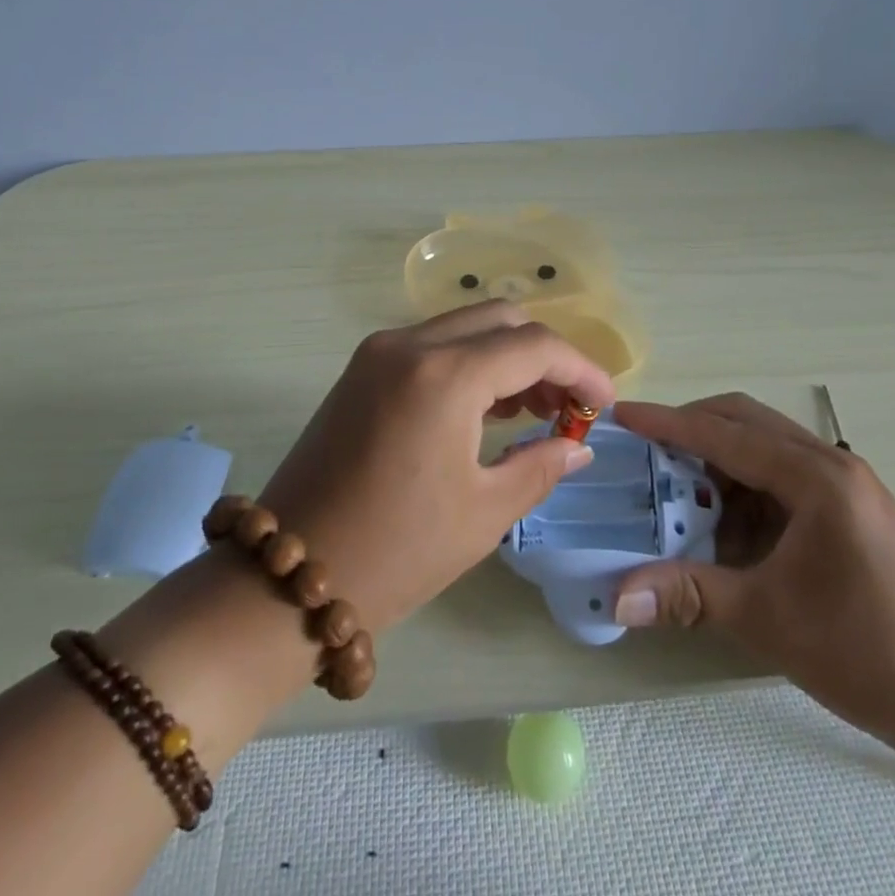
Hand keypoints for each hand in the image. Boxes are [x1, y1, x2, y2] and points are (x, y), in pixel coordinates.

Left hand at [259, 302, 614, 630]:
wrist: (288, 577)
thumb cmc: (396, 552)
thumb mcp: (483, 514)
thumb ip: (540, 466)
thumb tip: (577, 445)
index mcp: (444, 375)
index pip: (533, 345)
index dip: (581, 368)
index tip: (605, 403)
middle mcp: (409, 343)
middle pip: (500, 318)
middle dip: (545, 354)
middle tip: (568, 406)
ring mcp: (379, 351)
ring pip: (465, 326)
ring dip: (507, 355)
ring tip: (537, 410)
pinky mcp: (362, 368)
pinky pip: (433, 345)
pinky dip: (471, 362)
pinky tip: (489, 409)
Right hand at [611, 394, 894, 746]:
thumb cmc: (864, 651)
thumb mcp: (767, 619)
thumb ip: (689, 594)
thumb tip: (617, 598)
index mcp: (815, 477)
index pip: (725, 434)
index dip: (668, 423)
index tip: (623, 415)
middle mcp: (831, 463)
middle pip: (746, 421)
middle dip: (692, 429)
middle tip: (647, 450)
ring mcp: (847, 483)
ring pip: (765, 444)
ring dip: (720, 459)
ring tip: (682, 493)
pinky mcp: (851, 506)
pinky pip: (784, 473)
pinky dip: (746, 485)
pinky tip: (729, 524)